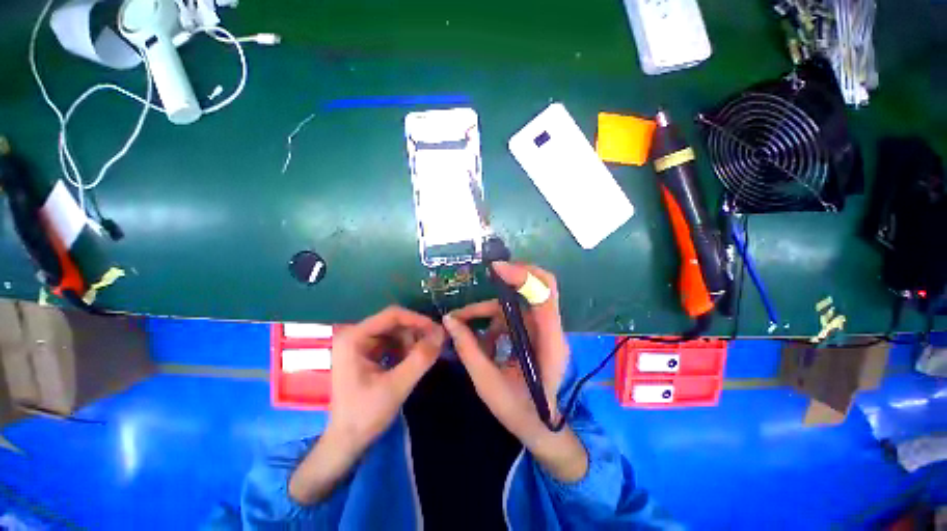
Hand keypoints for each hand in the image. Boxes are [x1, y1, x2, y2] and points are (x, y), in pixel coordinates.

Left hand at [290, 306, 443, 503]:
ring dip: (412, 342)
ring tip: (424, 357)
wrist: (346, 443)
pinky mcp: (366, 354)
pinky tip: (414, 362)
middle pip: (394, 323)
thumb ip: (421, 358)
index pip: (392, 315)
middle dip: (416, 333)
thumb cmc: (365, 415)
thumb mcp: (397, 386)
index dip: (417, 320)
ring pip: (395, 332)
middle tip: (436, 345)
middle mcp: (355, 335)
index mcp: (354, 337)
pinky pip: (392, 343)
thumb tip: (442, 333)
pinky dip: (406, 349)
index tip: (437, 331)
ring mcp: (360, 345)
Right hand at [443, 262, 587, 481]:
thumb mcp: (487, 383)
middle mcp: (551, 331)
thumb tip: (449, 320)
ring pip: (517, 303)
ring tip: (463, 322)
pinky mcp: (533, 333)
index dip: (524, 277)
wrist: (539, 426)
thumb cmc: (518, 410)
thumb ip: (468, 349)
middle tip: (488, 276)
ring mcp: (543, 330)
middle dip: (513, 278)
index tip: (497, 269)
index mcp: (549, 343)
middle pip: (540, 288)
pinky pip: (512, 315)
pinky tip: (480, 337)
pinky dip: (493, 320)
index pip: (545, 297)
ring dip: (490, 308)